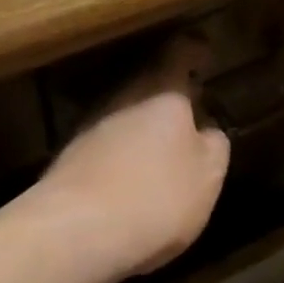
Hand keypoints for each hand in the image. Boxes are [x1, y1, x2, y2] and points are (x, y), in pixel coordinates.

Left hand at [34, 35, 230, 281]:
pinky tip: (132, 179)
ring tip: (163, 149)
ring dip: (144, 125)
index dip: (194, 51)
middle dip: (169, 94)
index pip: (180, 52)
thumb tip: (206, 129)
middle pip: (149, 82)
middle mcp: (123, 95)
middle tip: (190, 108)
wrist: (74, 231)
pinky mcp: (69, 157)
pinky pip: (107, 144)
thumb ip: (213, 144)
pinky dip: (122, 154)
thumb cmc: (156, 194)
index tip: (204, 54)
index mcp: (162, 89)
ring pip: (126, 112)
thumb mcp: (207, 175)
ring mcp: (91, 124)